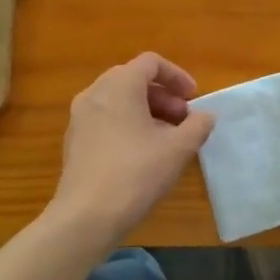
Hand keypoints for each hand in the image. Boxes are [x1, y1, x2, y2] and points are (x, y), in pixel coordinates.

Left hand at [50, 53, 214, 243]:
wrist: (86, 217)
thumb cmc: (136, 173)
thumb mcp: (178, 149)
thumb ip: (198, 126)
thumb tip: (205, 116)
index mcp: (119, 85)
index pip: (151, 63)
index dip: (177, 76)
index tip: (193, 99)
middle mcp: (95, 93)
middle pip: (133, 79)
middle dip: (163, 95)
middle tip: (182, 119)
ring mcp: (79, 117)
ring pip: (118, 100)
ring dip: (146, 111)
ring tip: (165, 138)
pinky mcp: (74, 141)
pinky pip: (105, 119)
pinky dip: (126, 124)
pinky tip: (141, 154)